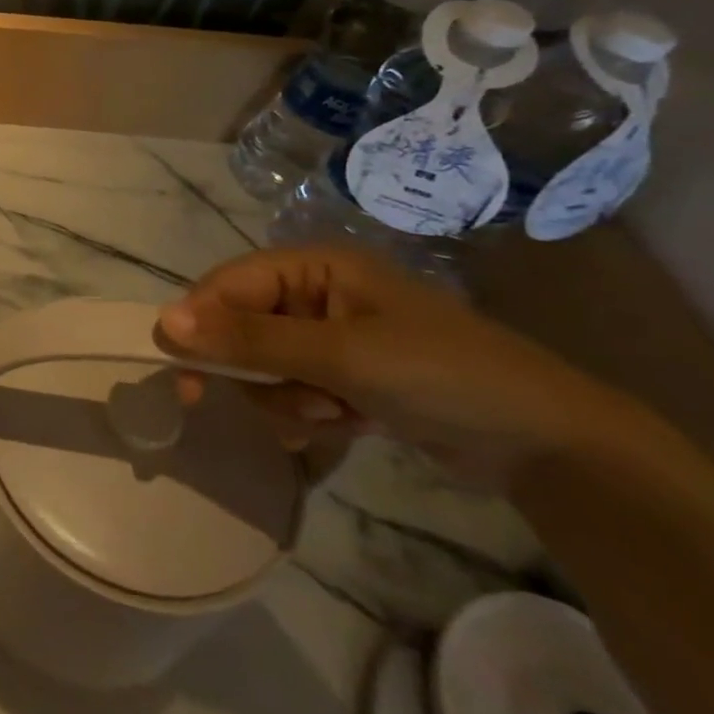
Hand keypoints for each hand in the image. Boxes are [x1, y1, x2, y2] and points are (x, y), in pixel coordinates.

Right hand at [159, 247, 625, 486]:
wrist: (552, 446)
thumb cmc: (441, 376)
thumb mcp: (339, 356)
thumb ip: (248, 340)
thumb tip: (162, 323)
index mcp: (313, 266)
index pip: (227, 285)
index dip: (200, 325)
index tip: (183, 373)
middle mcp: (314, 293)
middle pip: (240, 326)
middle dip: (256, 371)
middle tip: (266, 406)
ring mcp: (331, 337)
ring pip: (263, 365)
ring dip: (286, 397)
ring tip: (334, 415)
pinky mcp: (346, 376)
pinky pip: (292, 389)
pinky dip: (307, 412)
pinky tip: (343, 425)